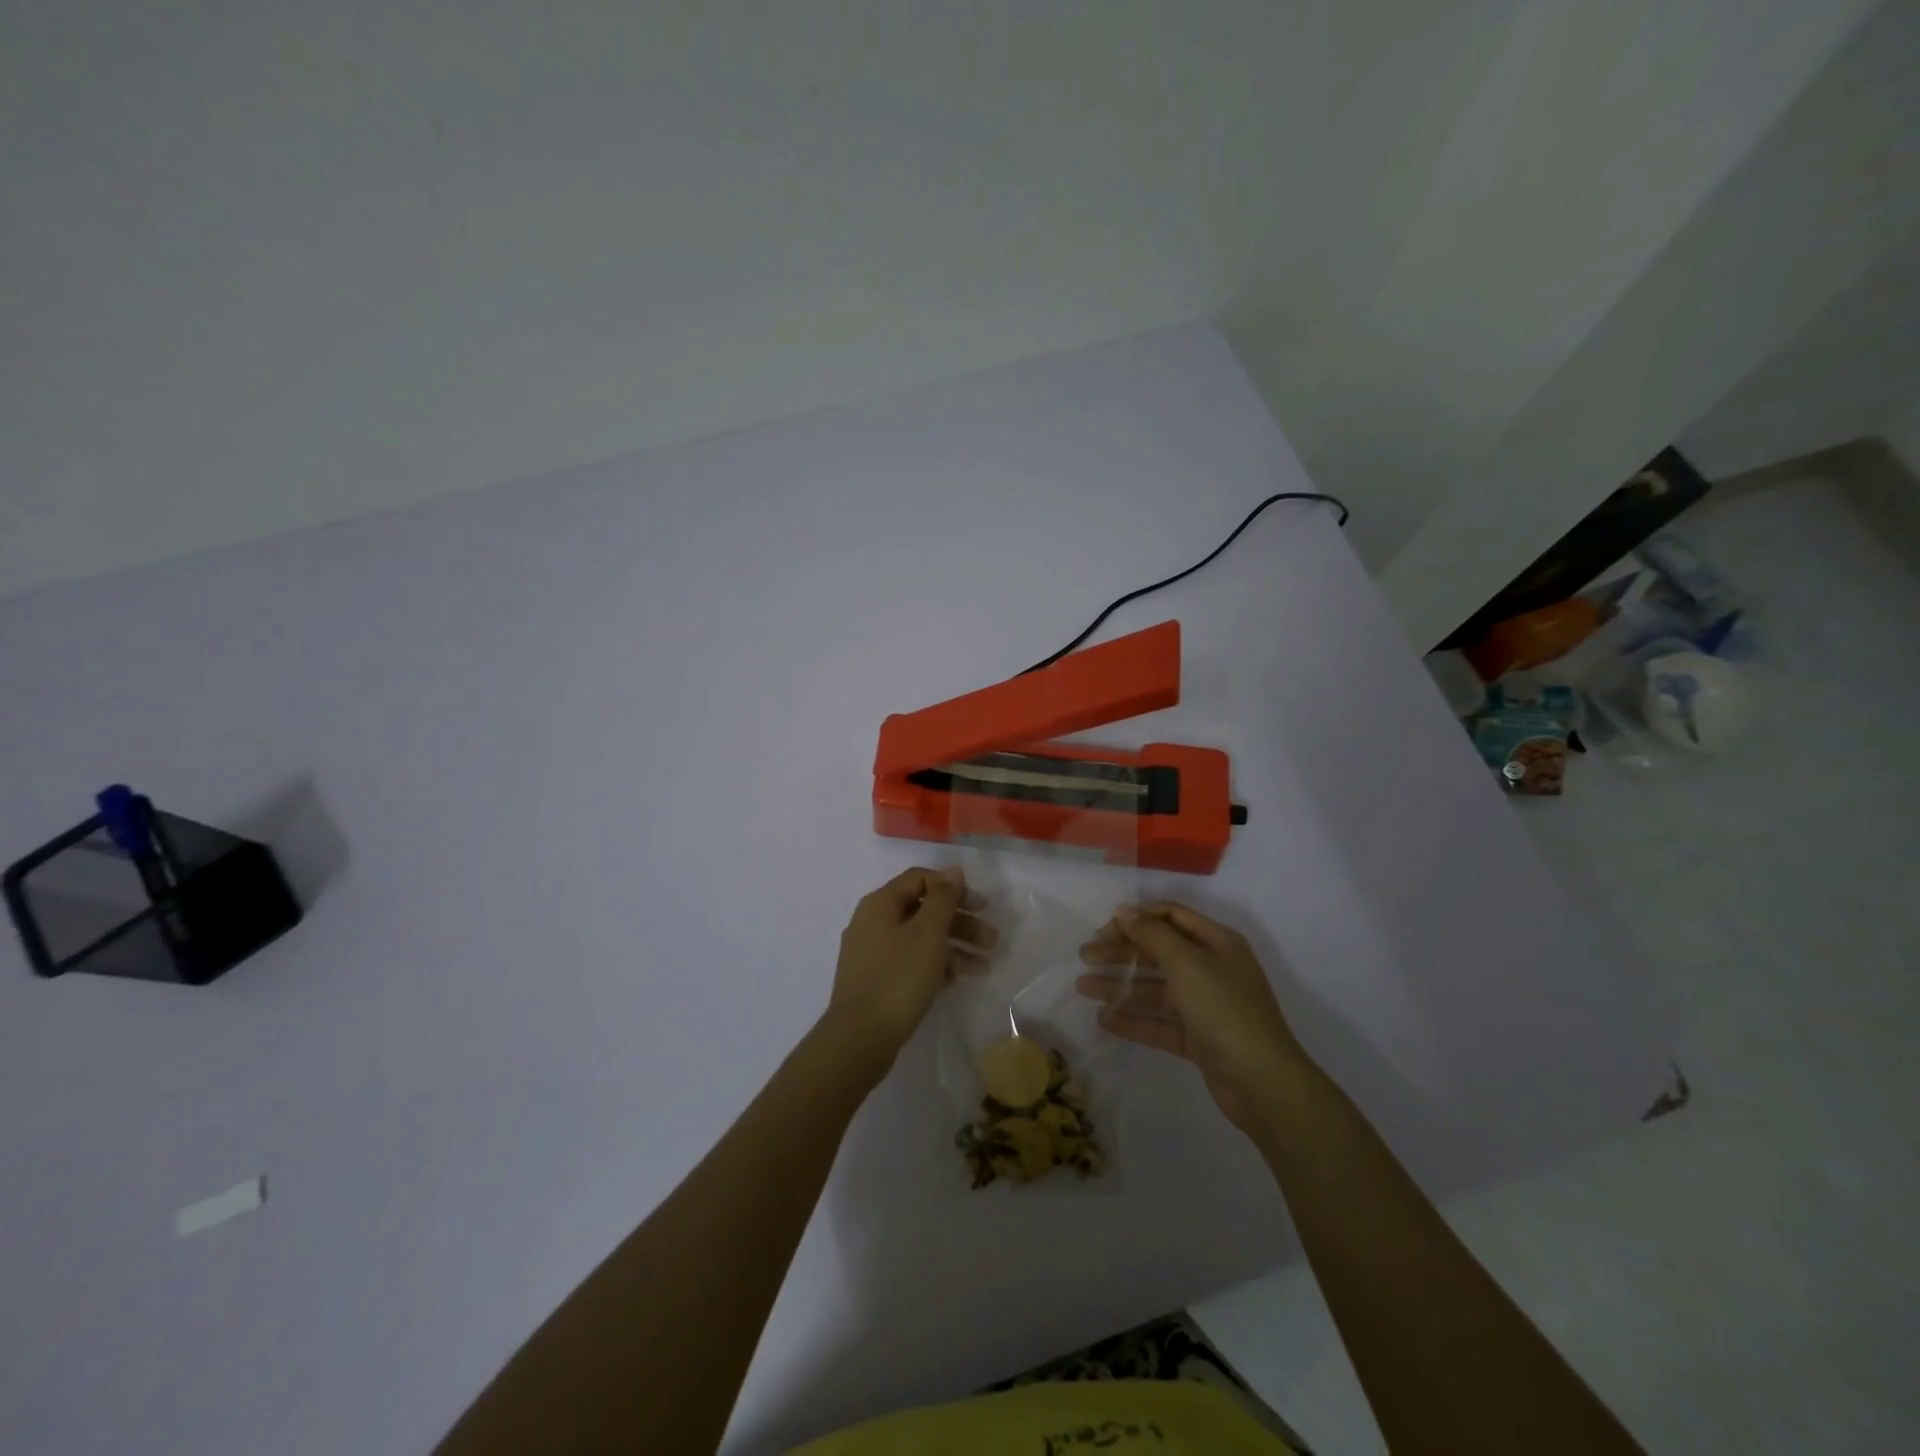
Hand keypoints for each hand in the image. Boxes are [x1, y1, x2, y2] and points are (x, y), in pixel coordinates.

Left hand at [823, 867, 993, 1077]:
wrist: (860, 1038)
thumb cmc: (898, 978)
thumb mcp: (927, 933)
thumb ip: (943, 898)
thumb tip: (952, 870)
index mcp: (880, 904)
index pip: (920, 879)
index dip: (953, 888)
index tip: (981, 906)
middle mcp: (873, 922)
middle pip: (923, 910)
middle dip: (960, 922)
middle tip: (991, 940)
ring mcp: (872, 953)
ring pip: (920, 938)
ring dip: (954, 946)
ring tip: (985, 965)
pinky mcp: (877, 980)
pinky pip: (912, 962)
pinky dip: (936, 965)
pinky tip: (960, 979)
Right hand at [1076, 902, 1306, 1132]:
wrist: (1263, 1083)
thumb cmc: (1224, 1010)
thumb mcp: (1187, 963)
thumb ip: (1153, 934)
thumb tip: (1125, 911)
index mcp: (1216, 943)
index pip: (1170, 917)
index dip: (1136, 918)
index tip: (1103, 929)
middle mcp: (1212, 969)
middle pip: (1159, 951)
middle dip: (1121, 952)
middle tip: (1084, 957)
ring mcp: (1206, 1006)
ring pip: (1156, 988)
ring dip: (1120, 985)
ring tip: (1083, 988)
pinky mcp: (1199, 1039)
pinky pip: (1160, 1022)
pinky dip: (1134, 1020)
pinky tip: (1105, 1020)